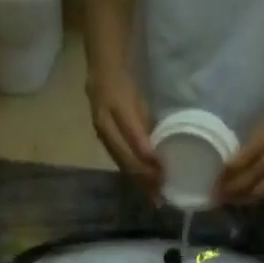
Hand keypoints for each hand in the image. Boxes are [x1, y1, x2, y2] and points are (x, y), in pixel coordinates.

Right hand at [88, 68, 161, 193]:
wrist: (102, 69)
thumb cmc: (127, 80)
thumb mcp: (140, 97)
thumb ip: (146, 122)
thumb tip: (158, 147)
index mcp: (117, 107)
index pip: (133, 137)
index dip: (147, 155)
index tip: (162, 170)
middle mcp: (105, 123)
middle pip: (124, 156)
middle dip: (143, 175)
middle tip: (160, 191)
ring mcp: (101, 132)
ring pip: (120, 161)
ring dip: (137, 178)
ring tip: (152, 193)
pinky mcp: (102, 138)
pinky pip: (117, 158)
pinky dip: (130, 171)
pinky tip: (141, 181)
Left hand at [217, 97, 263, 204]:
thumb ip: (253, 141)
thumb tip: (231, 163)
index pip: (249, 156)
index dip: (231, 171)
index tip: (215, 180)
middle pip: (256, 176)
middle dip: (235, 189)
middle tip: (217, 196)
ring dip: (245, 197)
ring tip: (229, 201)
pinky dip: (259, 195)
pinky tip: (247, 199)